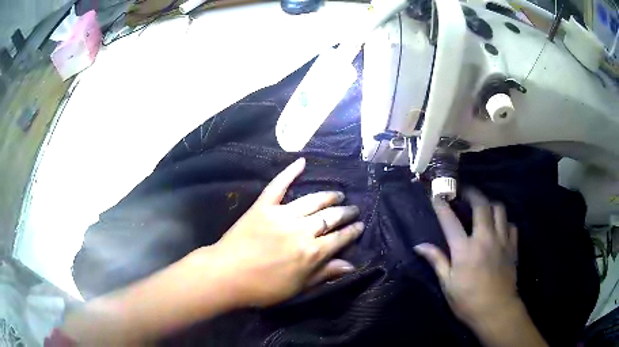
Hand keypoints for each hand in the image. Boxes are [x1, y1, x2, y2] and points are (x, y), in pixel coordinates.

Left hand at [210, 158, 363, 306]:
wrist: (226, 276)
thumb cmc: (264, 288)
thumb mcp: (298, 287)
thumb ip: (325, 273)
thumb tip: (351, 265)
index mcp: (312, 252)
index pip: (340, 238)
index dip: (352, 231)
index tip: (360, 225)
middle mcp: (301, 229)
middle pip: (331, 216)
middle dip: (346, 212)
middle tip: (353, 209)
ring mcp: (282, 215)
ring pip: (312, 200)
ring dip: (329, 196)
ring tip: (339, 194)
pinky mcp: (263, 206)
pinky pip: (278, 185)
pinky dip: (289, 172)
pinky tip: (301, 162)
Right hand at [414, 190, 518, 325]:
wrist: (496, 310)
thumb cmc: (467, 300)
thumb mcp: (447, 284)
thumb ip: (436, 261)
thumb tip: (419, 246)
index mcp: (465, 250)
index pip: (450, 221)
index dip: (442, 207)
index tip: (437, 196)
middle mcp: (485, 238)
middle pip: (481, 205)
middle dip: (472, 194)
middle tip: (466, 193)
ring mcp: (502, 241)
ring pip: (499, 210)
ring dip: (490, 205)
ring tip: (484, 208)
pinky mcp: (513, 247)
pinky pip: (511, 225)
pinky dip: (505, 223)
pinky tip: (500, 229)